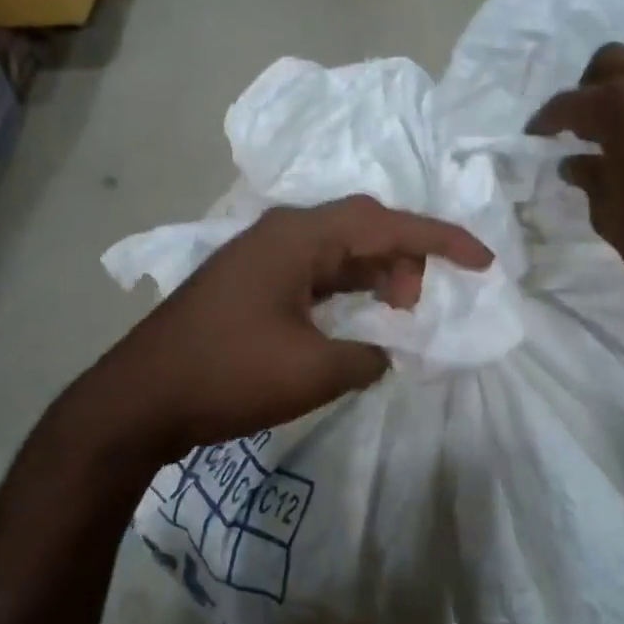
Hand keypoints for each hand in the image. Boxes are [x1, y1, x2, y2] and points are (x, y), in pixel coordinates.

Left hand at [89, 196, 491, 460]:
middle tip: (417, 307)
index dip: (442, 240)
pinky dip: (345, 291)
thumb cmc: (228, 375)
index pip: (387, 223)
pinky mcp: (251, 282)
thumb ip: (367, 356)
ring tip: (394, 316)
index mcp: (299, 237)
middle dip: (405, 259)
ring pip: (338, 250)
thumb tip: (382, 351)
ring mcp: (262, 256)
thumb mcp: (314, 371)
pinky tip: (355, 320)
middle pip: (363, 227)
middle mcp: (282, 232)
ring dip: (374, 276)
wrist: (140, 399)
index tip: (483, 262)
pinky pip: (314, 273)